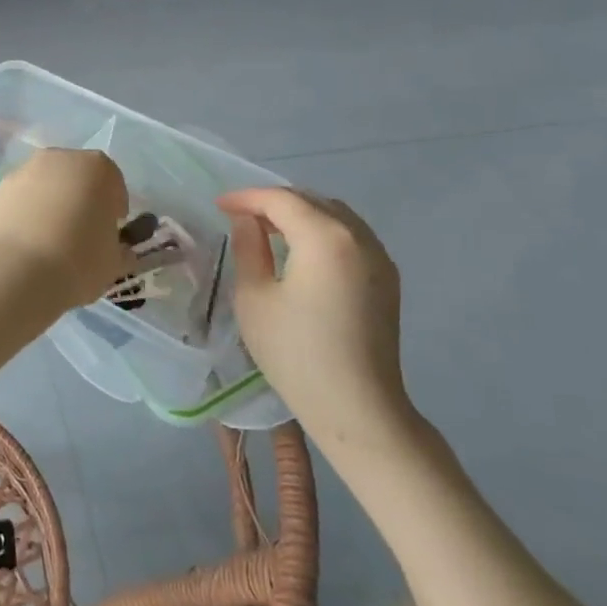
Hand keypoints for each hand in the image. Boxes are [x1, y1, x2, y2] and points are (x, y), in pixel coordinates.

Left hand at [0, 148, 132, 310]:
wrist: (16, 271)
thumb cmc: (78, 260)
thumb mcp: (115, 262)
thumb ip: (119, 248)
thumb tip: (118, 250)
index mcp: (97, 168)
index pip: (113, 183)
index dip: (114, 208)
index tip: (110, 231)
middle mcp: (59, 159)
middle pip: (76, 177)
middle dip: (81, 199)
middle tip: (81, 232)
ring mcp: (24, 171)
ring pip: (46, 186)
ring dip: (51, 204)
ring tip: (50, 240)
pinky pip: (22, 199)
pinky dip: (26, 213)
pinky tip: (27, 242)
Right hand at [216, 187, 415, 457]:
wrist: (358, 408)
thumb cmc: (296, 353)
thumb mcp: (254, 297)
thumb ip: (248, 248)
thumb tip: (247, 222)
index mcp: (325, 237)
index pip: (281, 199)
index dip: (246, 197)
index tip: (219, 205)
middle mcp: (358, 237)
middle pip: (311, 200)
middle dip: (273, 202)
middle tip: (240, 216)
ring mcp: (379, 257)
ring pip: (334, 215)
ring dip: (299, 214)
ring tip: (268, 231)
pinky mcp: (387, 279)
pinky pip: (350, 236)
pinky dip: (322, 231)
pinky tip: (301, 252)